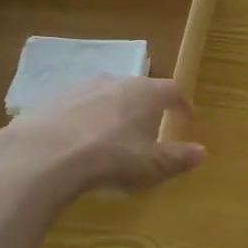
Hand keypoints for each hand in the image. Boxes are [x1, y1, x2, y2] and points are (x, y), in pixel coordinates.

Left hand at [0, 76, 204, 201]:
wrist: (46, 154)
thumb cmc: (112, 158)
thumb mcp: (152, 165)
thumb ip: (179, 158)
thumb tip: (202, 152)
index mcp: (145, 93)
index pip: (172, 90)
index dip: (181, 104)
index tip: (186, 117)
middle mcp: (115, 81)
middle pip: (138, 89)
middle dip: (146, 107)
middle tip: (148, 128)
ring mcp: (81, 87)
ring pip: (106, 94)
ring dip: (114, 111)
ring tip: (112, 135)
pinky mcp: (52, 99)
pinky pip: (77, 106)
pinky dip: (84, 119)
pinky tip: (79, 141)